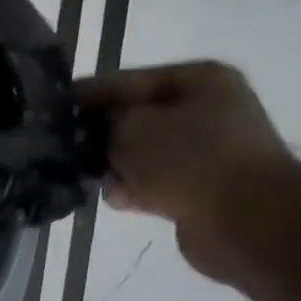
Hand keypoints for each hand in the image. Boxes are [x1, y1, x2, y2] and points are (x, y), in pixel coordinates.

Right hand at [76, 61, 300, 282]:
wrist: (246, 219)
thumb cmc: (189, 160)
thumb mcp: (132, 129)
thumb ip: (104, 124)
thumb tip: (97, 132)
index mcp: (198, 80)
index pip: (127, 80)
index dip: (88, 94)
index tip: (53, 107)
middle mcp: (206, 110)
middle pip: (135, 118)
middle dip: (101, 135)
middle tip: (65, 148)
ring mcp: (205, 151)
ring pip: (141, 154)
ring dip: (115, 166)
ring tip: (90, 178)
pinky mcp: (199, 187)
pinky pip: (152, 182)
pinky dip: (134, 190)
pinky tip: (119, 199)